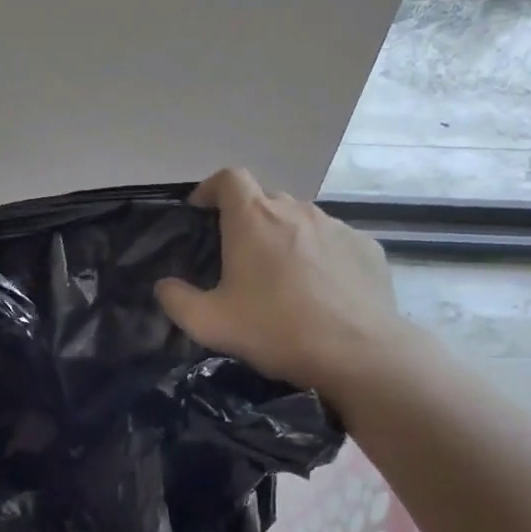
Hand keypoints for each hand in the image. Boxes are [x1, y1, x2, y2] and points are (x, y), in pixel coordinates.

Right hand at [155, 168, 415, 394]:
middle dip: (247, 220)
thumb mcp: (208, 323)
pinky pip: (332, 242)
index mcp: (253, 219)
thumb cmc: (274, 330)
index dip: (211, 189)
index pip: (229, 178)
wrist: (357, 353)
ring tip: (281, 278)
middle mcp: (295, 210)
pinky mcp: (366, 247)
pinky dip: (319, 256)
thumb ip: (176, 300)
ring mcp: (336, 226)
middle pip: (264, 200)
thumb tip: (164, 285)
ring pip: (300, 221)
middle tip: (238, 258)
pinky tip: (319, 291)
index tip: (202, 211)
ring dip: (284, 238)